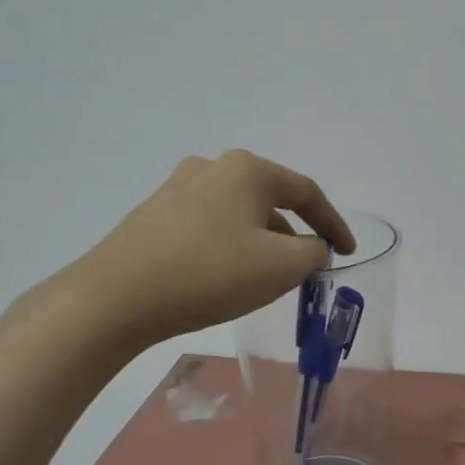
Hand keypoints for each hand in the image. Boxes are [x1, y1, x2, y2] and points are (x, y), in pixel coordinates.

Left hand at [64, 151, 355, 348]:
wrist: (117, 297)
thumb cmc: (210, 274)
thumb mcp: (280, 266)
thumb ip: (313, 253)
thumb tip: (312, 248)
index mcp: (248, 170)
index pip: (306, 192)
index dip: (334, 224)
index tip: (347, 253)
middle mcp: (212, 168)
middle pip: (270, 201)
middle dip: (294, 236)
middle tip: (305, 271)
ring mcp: (177, 189)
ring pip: (238, 215)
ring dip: (261, 243)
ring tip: (266, 280)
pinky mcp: (154, 215)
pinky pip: (210, 228)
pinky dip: (230, 248)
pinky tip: (225, 277)